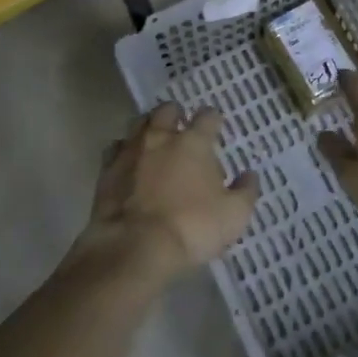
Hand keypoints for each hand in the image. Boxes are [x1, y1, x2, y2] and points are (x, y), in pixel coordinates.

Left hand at [76, 103, 259, 279]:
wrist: (135, 246)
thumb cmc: (192, 227)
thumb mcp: (233, 216)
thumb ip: (245, 191)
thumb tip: (250, 174)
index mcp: (194, 142)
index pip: (207, 116)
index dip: (213, 118)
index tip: (216, 125)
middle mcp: (161, 137)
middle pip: (167, 111)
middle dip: (175, 114)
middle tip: (180, 126)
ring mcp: (131, 150)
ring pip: (138, 124)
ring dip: (148, 127)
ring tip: (153, 139)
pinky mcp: (107, 169)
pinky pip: (115, 149)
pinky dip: (123, 151)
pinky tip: (128, 162)